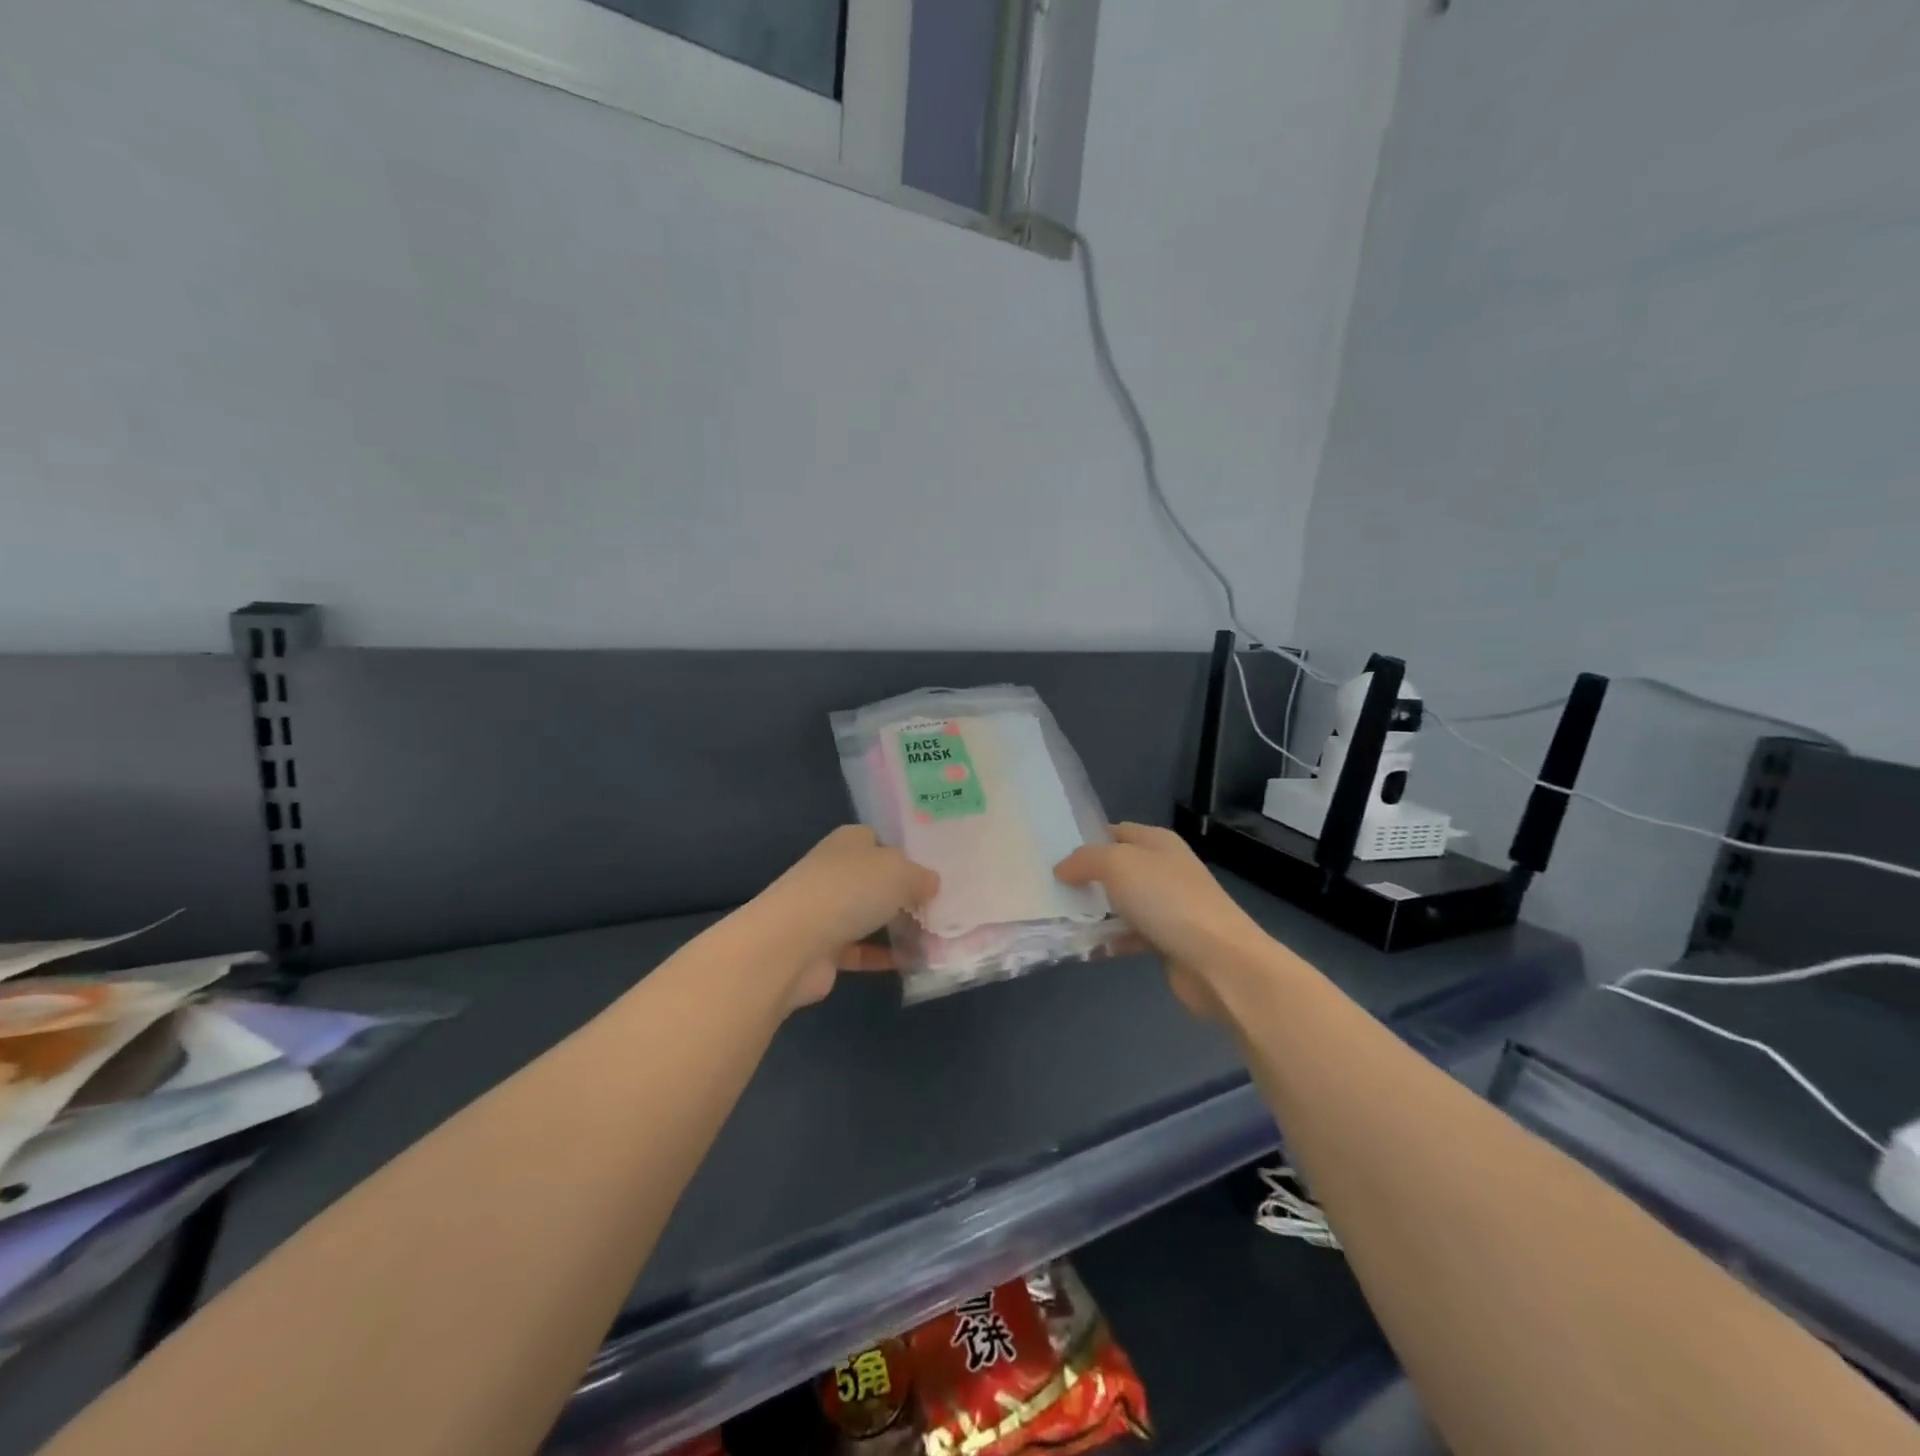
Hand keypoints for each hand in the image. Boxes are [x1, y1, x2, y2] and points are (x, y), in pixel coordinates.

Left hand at [744, 826, 938, 1007]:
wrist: (793, 944)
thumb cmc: (850, 891)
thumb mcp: (900, 872)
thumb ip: (921, 877)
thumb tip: (931, 884)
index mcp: (849, 841)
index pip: (880, 840)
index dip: (906, 854)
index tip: (935, 873)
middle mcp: (835, 871)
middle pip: (876, 880)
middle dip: (905, 894)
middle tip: (942, 909)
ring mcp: (825, 910)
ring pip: (869, 915)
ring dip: (897, 928)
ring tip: (935, 939)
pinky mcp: (823, 948)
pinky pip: (861, 950)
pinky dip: (884, 956)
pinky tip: (912, 963)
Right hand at [1056, 823, 1269, 1019]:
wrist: (1218, 961)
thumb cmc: (1166, 900)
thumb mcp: (1118, 864)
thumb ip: (1085, 860)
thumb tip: (1063, 868)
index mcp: (1157, 842)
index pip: (1115, 831)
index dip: (1086, 840)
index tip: (1053, 855)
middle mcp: (1164, 869)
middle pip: (1117, 868)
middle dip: (1086, 878)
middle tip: (1050, 888)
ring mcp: (1168, 906)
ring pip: (1121, 904)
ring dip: (1095, 912)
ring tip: (1059, 919)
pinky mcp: (1168, 941)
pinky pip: (1130, 936)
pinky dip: (1110, 941)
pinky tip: (1087, 948)